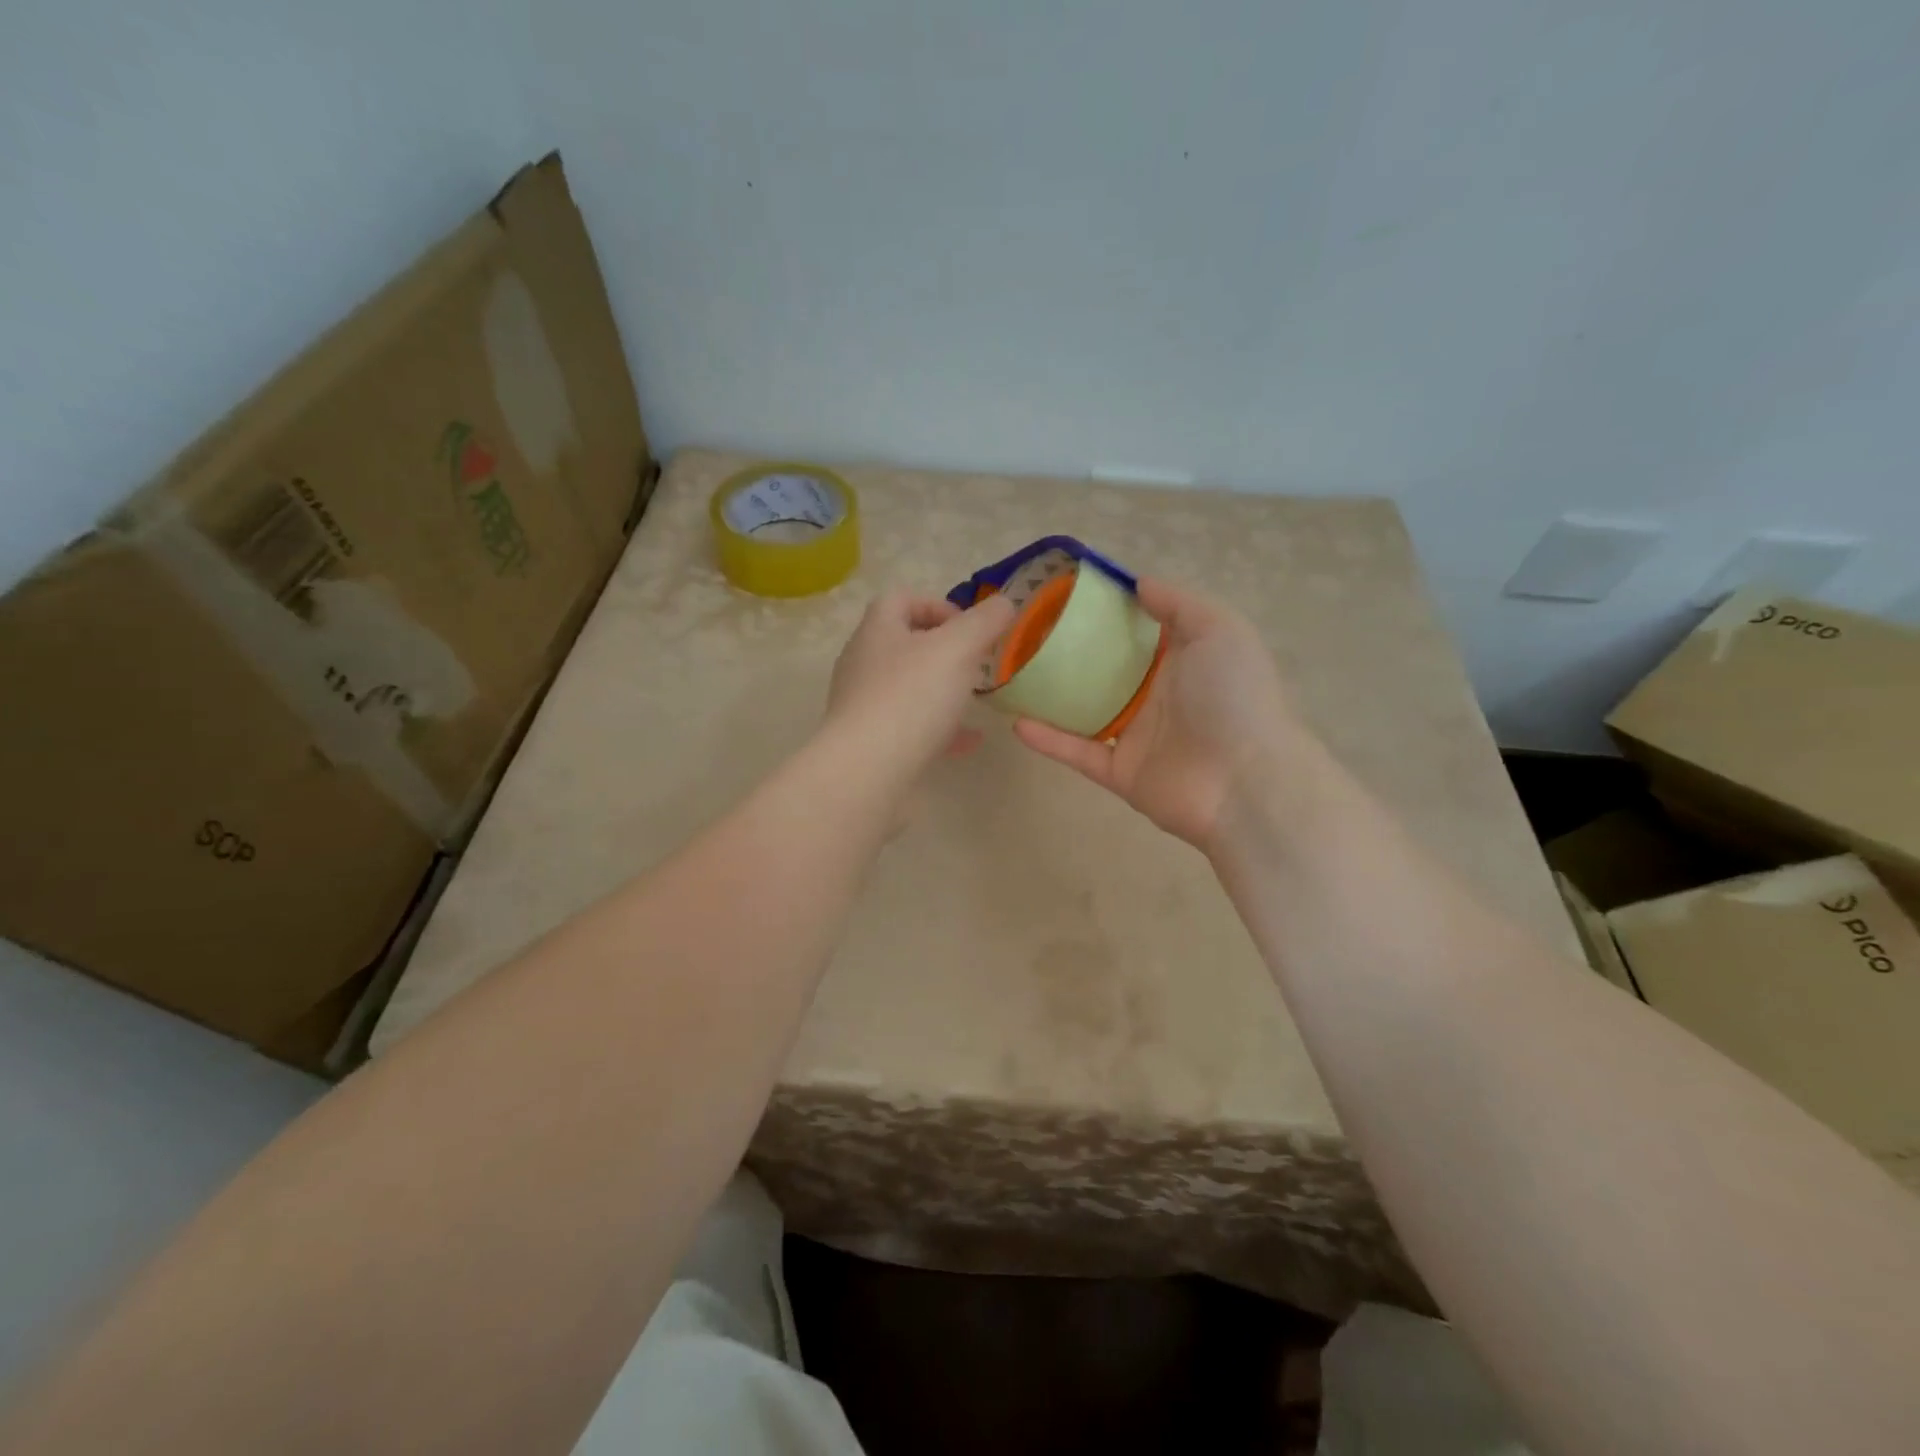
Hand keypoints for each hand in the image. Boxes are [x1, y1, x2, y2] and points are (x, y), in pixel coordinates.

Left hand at [824, 589, 1016, 784]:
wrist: (867, 771)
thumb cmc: (911, 698)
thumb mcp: (957, 649)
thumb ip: (984, 622)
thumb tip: (1004, 603)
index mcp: (877, 631)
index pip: (901, 599)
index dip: (938, 605)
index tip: (970, 628)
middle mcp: (863, 663)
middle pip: (904, 644)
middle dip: (944, 651)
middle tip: (976, 664)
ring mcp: (864, 705)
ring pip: (908, 687)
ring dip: (942, 689)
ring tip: (974, 700)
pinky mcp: (871, 742)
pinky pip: (911, 727)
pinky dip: (941, 729)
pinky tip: (970, 741)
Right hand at [1012, 578, 1315, 851]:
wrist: (1245, 783)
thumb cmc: (1233, 697)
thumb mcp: (1219, 630)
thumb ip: (1178, 603)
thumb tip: (1137, 583)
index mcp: (1183, 660)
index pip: (1139, 629)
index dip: (1107, 610)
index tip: (1066, 593)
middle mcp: (1158, 695)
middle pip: (1106, 669)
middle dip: (1070, 652)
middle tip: (1027, 633)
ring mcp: (1137, 736)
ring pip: (1085, 712)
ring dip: (1052, 698)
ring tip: (1013, 677)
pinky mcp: (1119, 772)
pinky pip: (1078, 752)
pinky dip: (1049, 740)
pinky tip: (1017, 722)